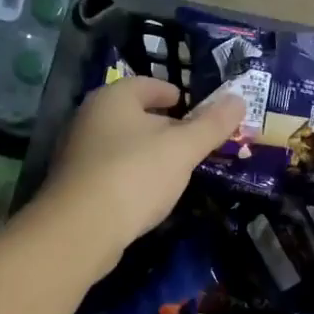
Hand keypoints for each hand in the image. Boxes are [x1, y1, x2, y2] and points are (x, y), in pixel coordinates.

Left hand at [39, 75, 244, 270]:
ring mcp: (77, 152)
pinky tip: (148, 193)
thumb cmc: (135, 174)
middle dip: (163, 125)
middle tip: (192, 140)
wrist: (81, 229)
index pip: (147, 84)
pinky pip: (111, 170)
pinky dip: (132, 175)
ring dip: (147, 152)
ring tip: (175, 168)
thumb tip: (238, 99)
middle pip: (133, 113)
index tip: (192, 106)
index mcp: (113, 97)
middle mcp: (89, 117)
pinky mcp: (74, 184)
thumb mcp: (183, 148)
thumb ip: (212, 124)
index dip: (173, 92)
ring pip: (122, 143)